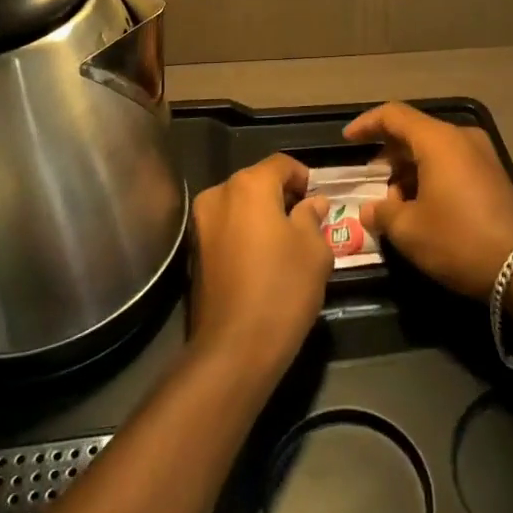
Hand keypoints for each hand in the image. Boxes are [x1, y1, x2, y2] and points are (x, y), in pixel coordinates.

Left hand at [188, 153, 333, 379]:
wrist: (234, 349)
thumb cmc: (283, 288)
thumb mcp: (314, 249)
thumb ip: (312, 216)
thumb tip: (313, 203)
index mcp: (249, 185)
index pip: (281, 164)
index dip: (304, 177)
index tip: (320, 199)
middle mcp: (219, 194)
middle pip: (257, 182)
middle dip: (282, 196)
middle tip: (307, 220)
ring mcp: (200, 223)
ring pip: (239, 206)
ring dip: (262, 215)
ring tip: (286, 243)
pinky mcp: (193, 251)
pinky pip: (226, 228)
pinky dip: (244, 234)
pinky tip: (263, 260)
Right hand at [345, 102, 512, 298]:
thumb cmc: (459, 239)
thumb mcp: (410, 230)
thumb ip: (382, 213)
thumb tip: (369, 210)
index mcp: (438, 140)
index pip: (393, 115)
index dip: (366, 124)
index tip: (347, 140)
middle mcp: (461, 138)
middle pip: (414, 133)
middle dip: (388, 156)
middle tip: (371, 183)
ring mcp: (481, 156)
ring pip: (433, 151)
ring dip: (409, 171)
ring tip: (395, 206)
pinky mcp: (493, 176)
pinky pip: (452, 164)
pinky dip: (430, 178)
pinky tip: (422, 209)